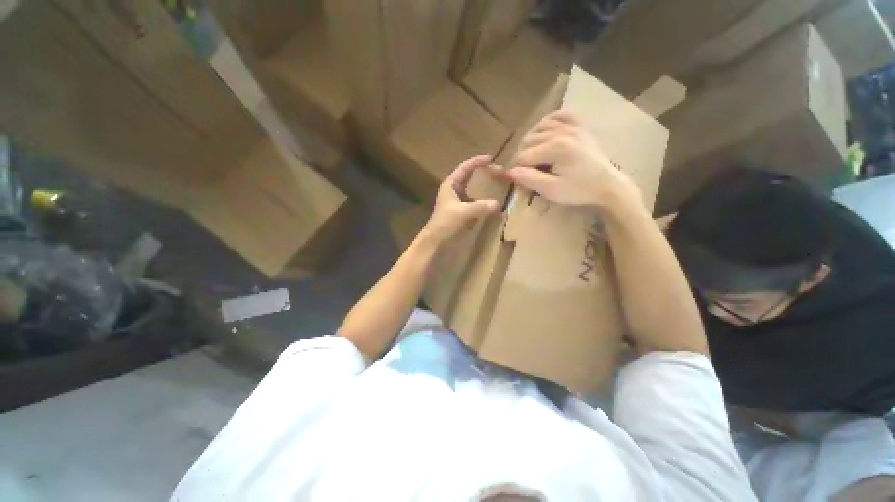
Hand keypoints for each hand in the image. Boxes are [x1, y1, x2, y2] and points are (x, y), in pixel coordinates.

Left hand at [420, 155, 499, 244]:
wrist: (435, 240)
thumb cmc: (445, 223)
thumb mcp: (463, 212)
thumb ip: (480, 207)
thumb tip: (497, 203)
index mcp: (451, 185)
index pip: (465, 167)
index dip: (477, 161)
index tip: (491, 158)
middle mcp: (454, 190)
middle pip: (469, 176)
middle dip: (482, 172)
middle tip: (498, 170)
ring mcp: (457, 201)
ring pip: (472, 190)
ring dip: (483, 188)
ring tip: (497, 185)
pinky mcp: (460, 211)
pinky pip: (474, 202)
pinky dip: (482, 202)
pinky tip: (491, 205)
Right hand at [496, 111, 641, 212]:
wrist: (607, 186)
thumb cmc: (579, 190)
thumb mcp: (551, 190)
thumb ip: (529, 179)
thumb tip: (510, 171)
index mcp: (556, 148)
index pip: (523, 156)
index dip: (518, 170)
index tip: (521, 181)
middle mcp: (562, 131)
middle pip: (528, 140)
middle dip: (523, 157)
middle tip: (528, 172)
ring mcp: (572, 126)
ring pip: (538, 127)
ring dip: (531, 141)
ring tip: (534, 156)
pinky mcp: (579, 126)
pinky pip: (559, 115)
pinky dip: (548, 122)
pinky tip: (545, 133)